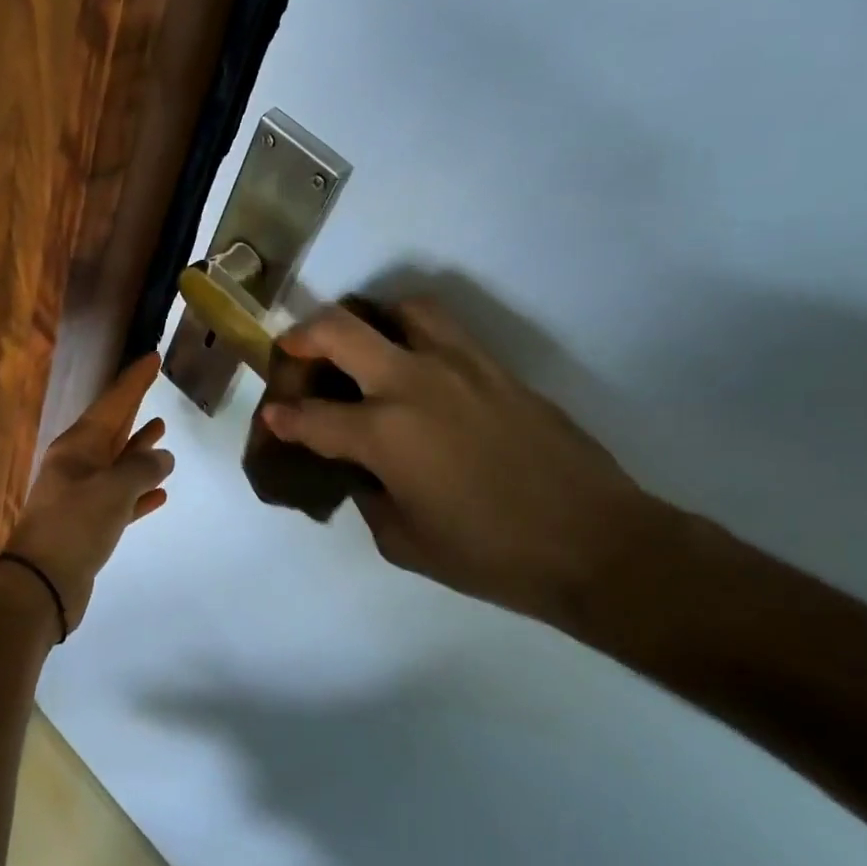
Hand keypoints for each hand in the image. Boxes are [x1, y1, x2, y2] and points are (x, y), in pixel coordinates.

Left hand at [2, 352, 174, 633]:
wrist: (41, 584)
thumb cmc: (75, 526)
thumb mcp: (113, 489)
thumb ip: (142, 467)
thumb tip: (163, 457)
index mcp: (77, 447)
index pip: (112, 403)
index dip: (133, 381)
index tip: (151, 357)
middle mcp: (77, 465)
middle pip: (112, 427)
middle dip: (133, 406)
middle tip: (155, 385)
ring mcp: (82, 495)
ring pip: (117, 462)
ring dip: (137, 447)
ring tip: (161, 430)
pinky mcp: (89, 525)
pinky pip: (120, 499)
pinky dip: (140, 492)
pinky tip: (161, 493)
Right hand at [261, 299, 659, 627]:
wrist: (594, 543)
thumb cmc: (491, 555)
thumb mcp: (406, 542)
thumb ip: (371, 498)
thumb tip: (363, 472)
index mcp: (384, 435)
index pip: (312, 417)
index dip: (283, 418)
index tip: (272, 417)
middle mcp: (413, 385)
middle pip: (340, 332)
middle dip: (304, 337)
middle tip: (294, 350)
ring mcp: (460, 367)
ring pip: (402, 310)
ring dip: (369, 320)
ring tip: (364, 343)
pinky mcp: (497, 368)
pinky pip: (446, 330)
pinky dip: (416, 334)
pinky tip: (416, 366)